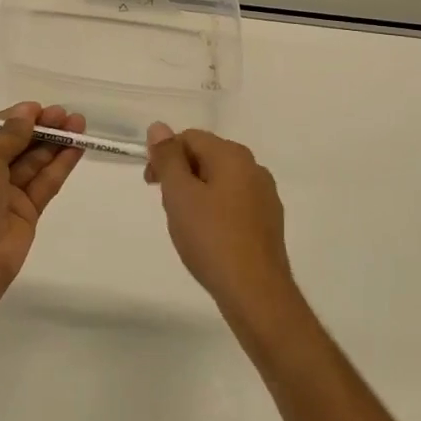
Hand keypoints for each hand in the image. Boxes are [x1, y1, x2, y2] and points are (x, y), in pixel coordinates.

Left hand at [0, 102, 86, 295]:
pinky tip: (77, 147)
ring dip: (54, 143)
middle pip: (15, 145)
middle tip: (65, 114)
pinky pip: (44, 183)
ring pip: (33, 163)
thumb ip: (9, 134)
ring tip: (79, 123)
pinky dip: (60, 165)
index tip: (39, 108)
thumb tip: (26, 112)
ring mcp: (4, 195)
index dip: (15, 118)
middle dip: (39, 128)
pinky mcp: (26, 212)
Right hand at [145, 123, 294, 319]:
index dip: (165, 156)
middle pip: (207, 156)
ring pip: (220, 181)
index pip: (190, 138)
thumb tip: (159, 127)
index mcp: (233, 155)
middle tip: (167, 206)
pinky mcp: (269, 222)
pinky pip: (234, 203)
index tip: (151, 184)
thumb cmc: (212, 238)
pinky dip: (216, 211)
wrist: (256, 293)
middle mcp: (254, 168)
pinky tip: (208, 237)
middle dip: (181, 175)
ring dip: (197, 193)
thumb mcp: (179, 194)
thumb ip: (167, 157)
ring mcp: (265, 196)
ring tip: (186, 224)